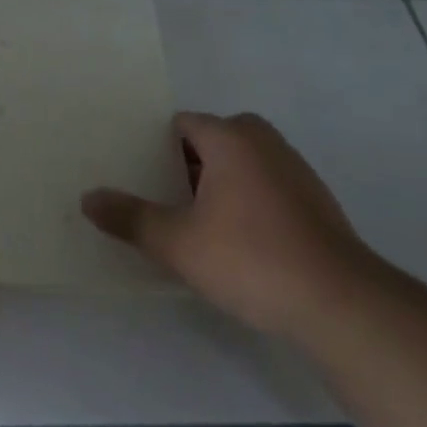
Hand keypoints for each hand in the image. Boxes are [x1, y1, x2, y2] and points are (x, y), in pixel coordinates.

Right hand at [81, 112, 375, 337]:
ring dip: (216, 182)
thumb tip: (88, 198)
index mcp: (230, 138)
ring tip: (188, 219)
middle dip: (185, 163)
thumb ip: (130, 218)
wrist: (338, 302)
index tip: (134, 168)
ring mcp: (294, 170)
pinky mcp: (314, 200)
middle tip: (157, 194)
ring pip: (241, 163)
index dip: (155, 143)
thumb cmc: (250, 259)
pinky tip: (233, 239)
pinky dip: (244, 199)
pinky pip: (265, 184)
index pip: (183, 124)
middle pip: (212, 139)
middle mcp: (264, 142)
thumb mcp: (177, 243)